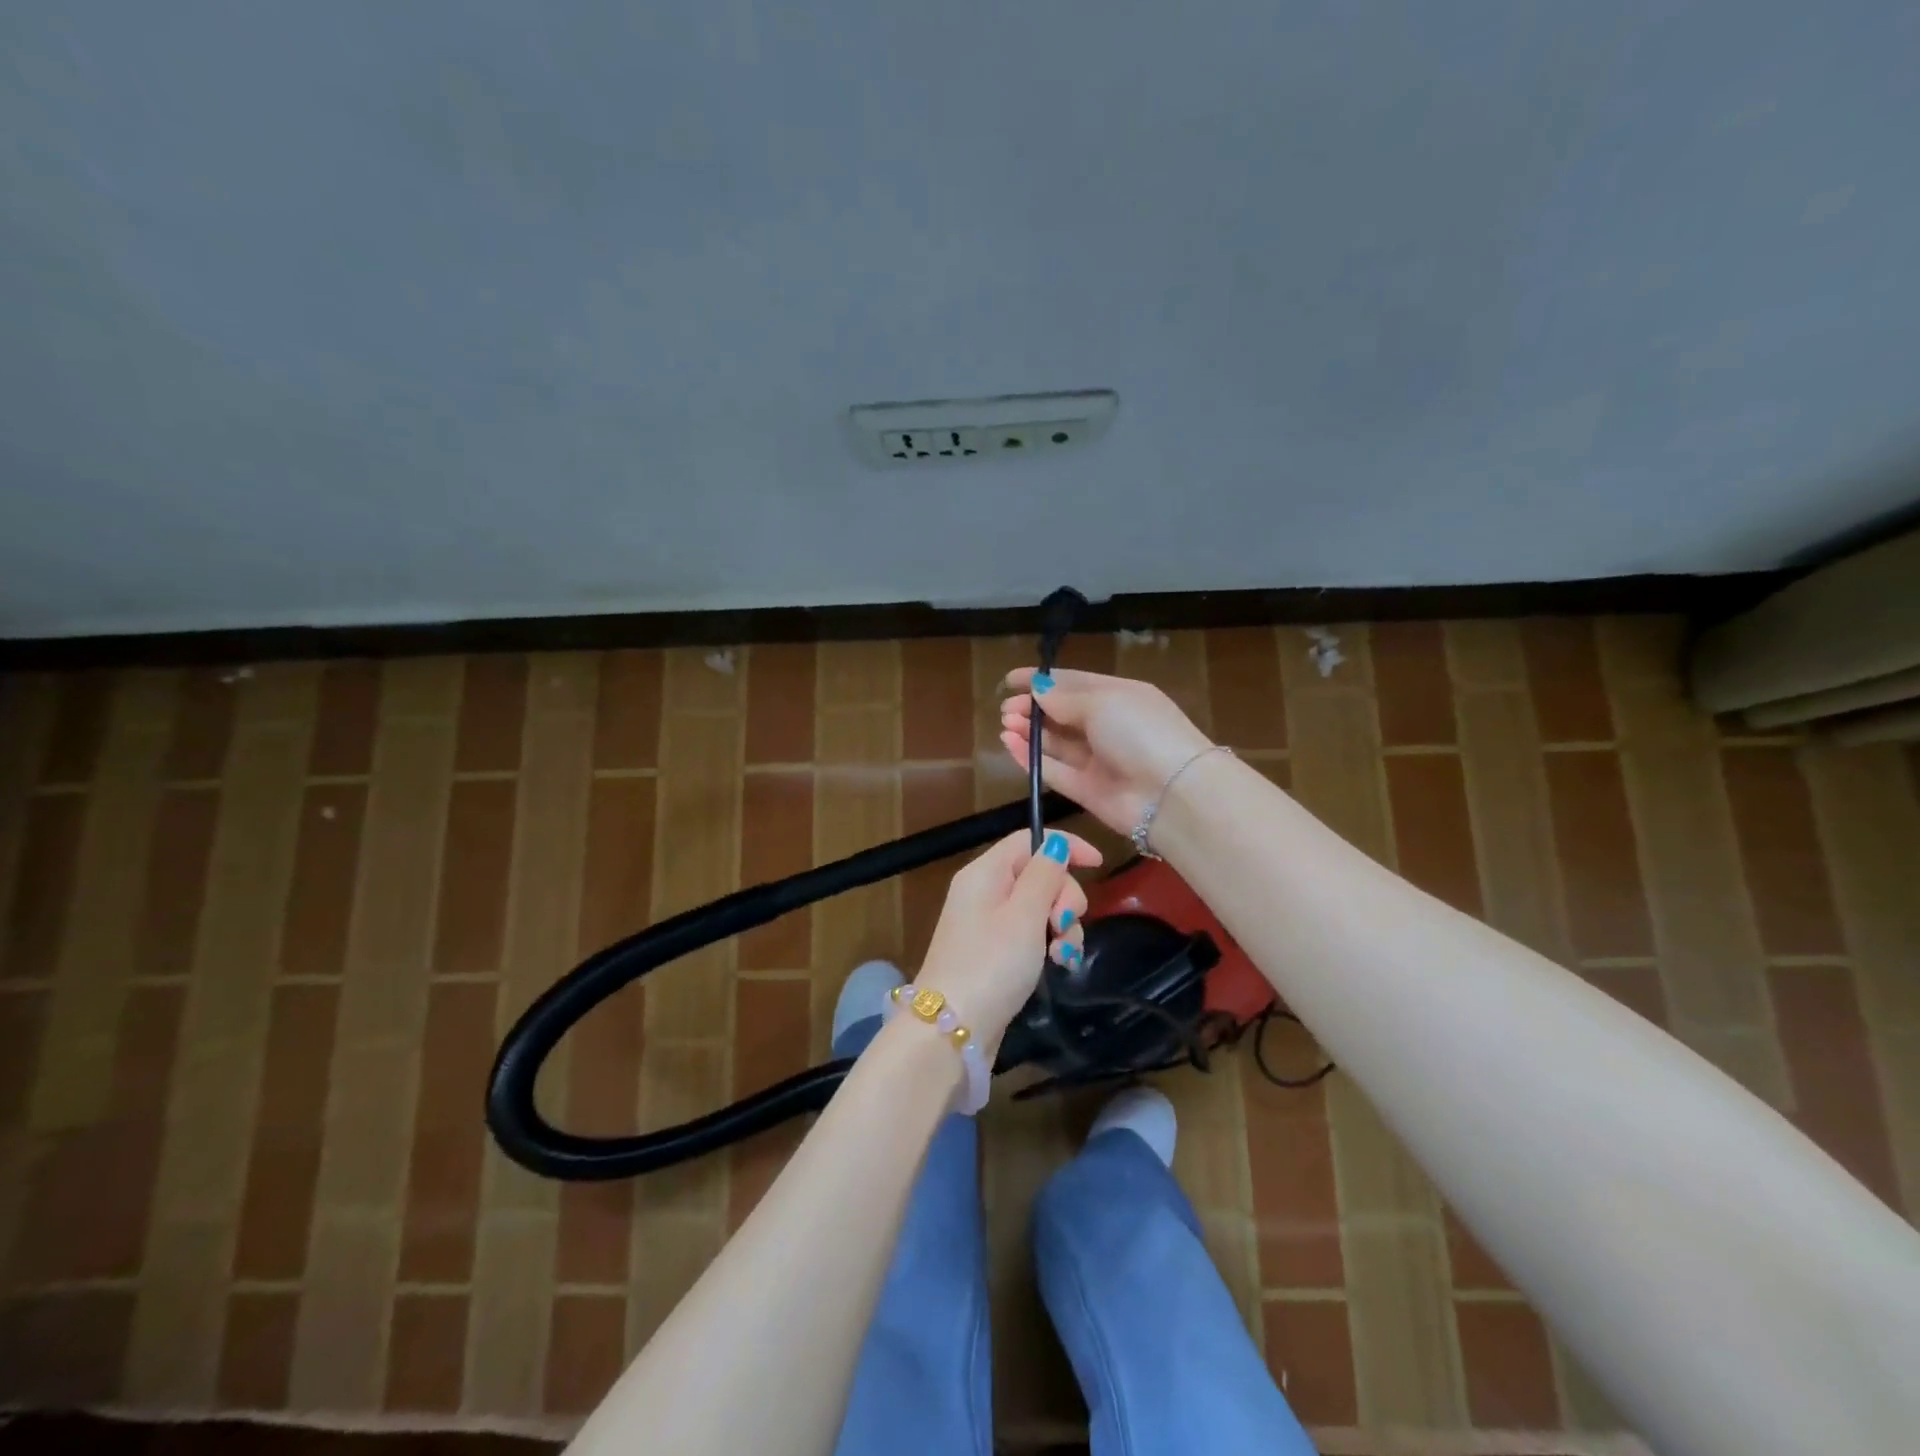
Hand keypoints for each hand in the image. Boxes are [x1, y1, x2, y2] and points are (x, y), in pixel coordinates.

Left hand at [917, 828, 1102, 1057]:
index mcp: (985, 872)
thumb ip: (1044, 875)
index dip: (1065, 847)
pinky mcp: (995, 952)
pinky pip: (1031, 934)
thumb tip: (1056, 843)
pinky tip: (1060, 964)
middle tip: (1063, 925)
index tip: (1099, 865)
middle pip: (1039, 874)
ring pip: (1040, 907)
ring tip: (1063, 955)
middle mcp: (984, 891)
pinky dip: (1049, 944)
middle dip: (1064, 898)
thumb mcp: (1024, 915)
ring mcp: (988, 923)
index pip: (1029, 839)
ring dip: (1062, 927)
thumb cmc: (991, 964)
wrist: (952, 1029)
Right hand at [999, 668, 1214, 837]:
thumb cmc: (1140, 732)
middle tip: (1006, 708)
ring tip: (1005, 723)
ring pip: (1056, 742)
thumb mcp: (1103, 702)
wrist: (1172, 795)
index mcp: (1120, 696)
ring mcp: (1098, 760)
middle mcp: (1109, 726)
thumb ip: (1064, 697)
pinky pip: (1054, 771)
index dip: (1043, 679)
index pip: (1075, 682)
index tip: (1010, 679)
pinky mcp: (1087, 790)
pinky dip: (1031, 758)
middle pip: (1063, 713)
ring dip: (1030, 731)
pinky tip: (1010, 744)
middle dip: (1033, 707)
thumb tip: (1038, 688)